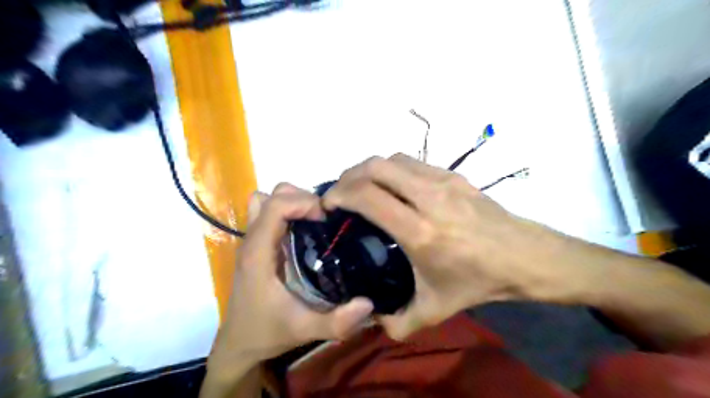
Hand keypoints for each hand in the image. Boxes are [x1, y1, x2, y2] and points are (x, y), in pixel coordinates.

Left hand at [209, 183, 372, 375]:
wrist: (239, 343)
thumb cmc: (267, 332)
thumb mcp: (304, 329)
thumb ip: (337, 322)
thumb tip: (369, 303)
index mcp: (258, 253)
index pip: (276, 206)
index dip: (304, 203)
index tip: (326, 219)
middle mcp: (251, 240)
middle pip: (272, 195)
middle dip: (302, 199)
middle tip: (324, 220)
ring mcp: (252, 239)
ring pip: (267, 199)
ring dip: (292, 202)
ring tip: (314, 220)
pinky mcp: (257, 243)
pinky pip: (268, 211)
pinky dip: (286, 210)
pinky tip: (304, 230)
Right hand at [322, 154, 575, 338]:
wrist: (525, 256)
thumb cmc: (479, 281)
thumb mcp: (435, 310)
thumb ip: (398, 323)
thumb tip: (372, 320)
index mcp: (420, 232)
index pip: (368, 197)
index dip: (339, 195)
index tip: (328, 205)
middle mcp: (428, 198)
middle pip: (375, 167)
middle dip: (348, 176)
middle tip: (339, 194)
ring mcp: (442, 181)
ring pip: (392, 159)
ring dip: (369, 170)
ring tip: (360, 187)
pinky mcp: (453, 175)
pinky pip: (411, 162)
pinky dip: (391, 170)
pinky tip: (391, 186)